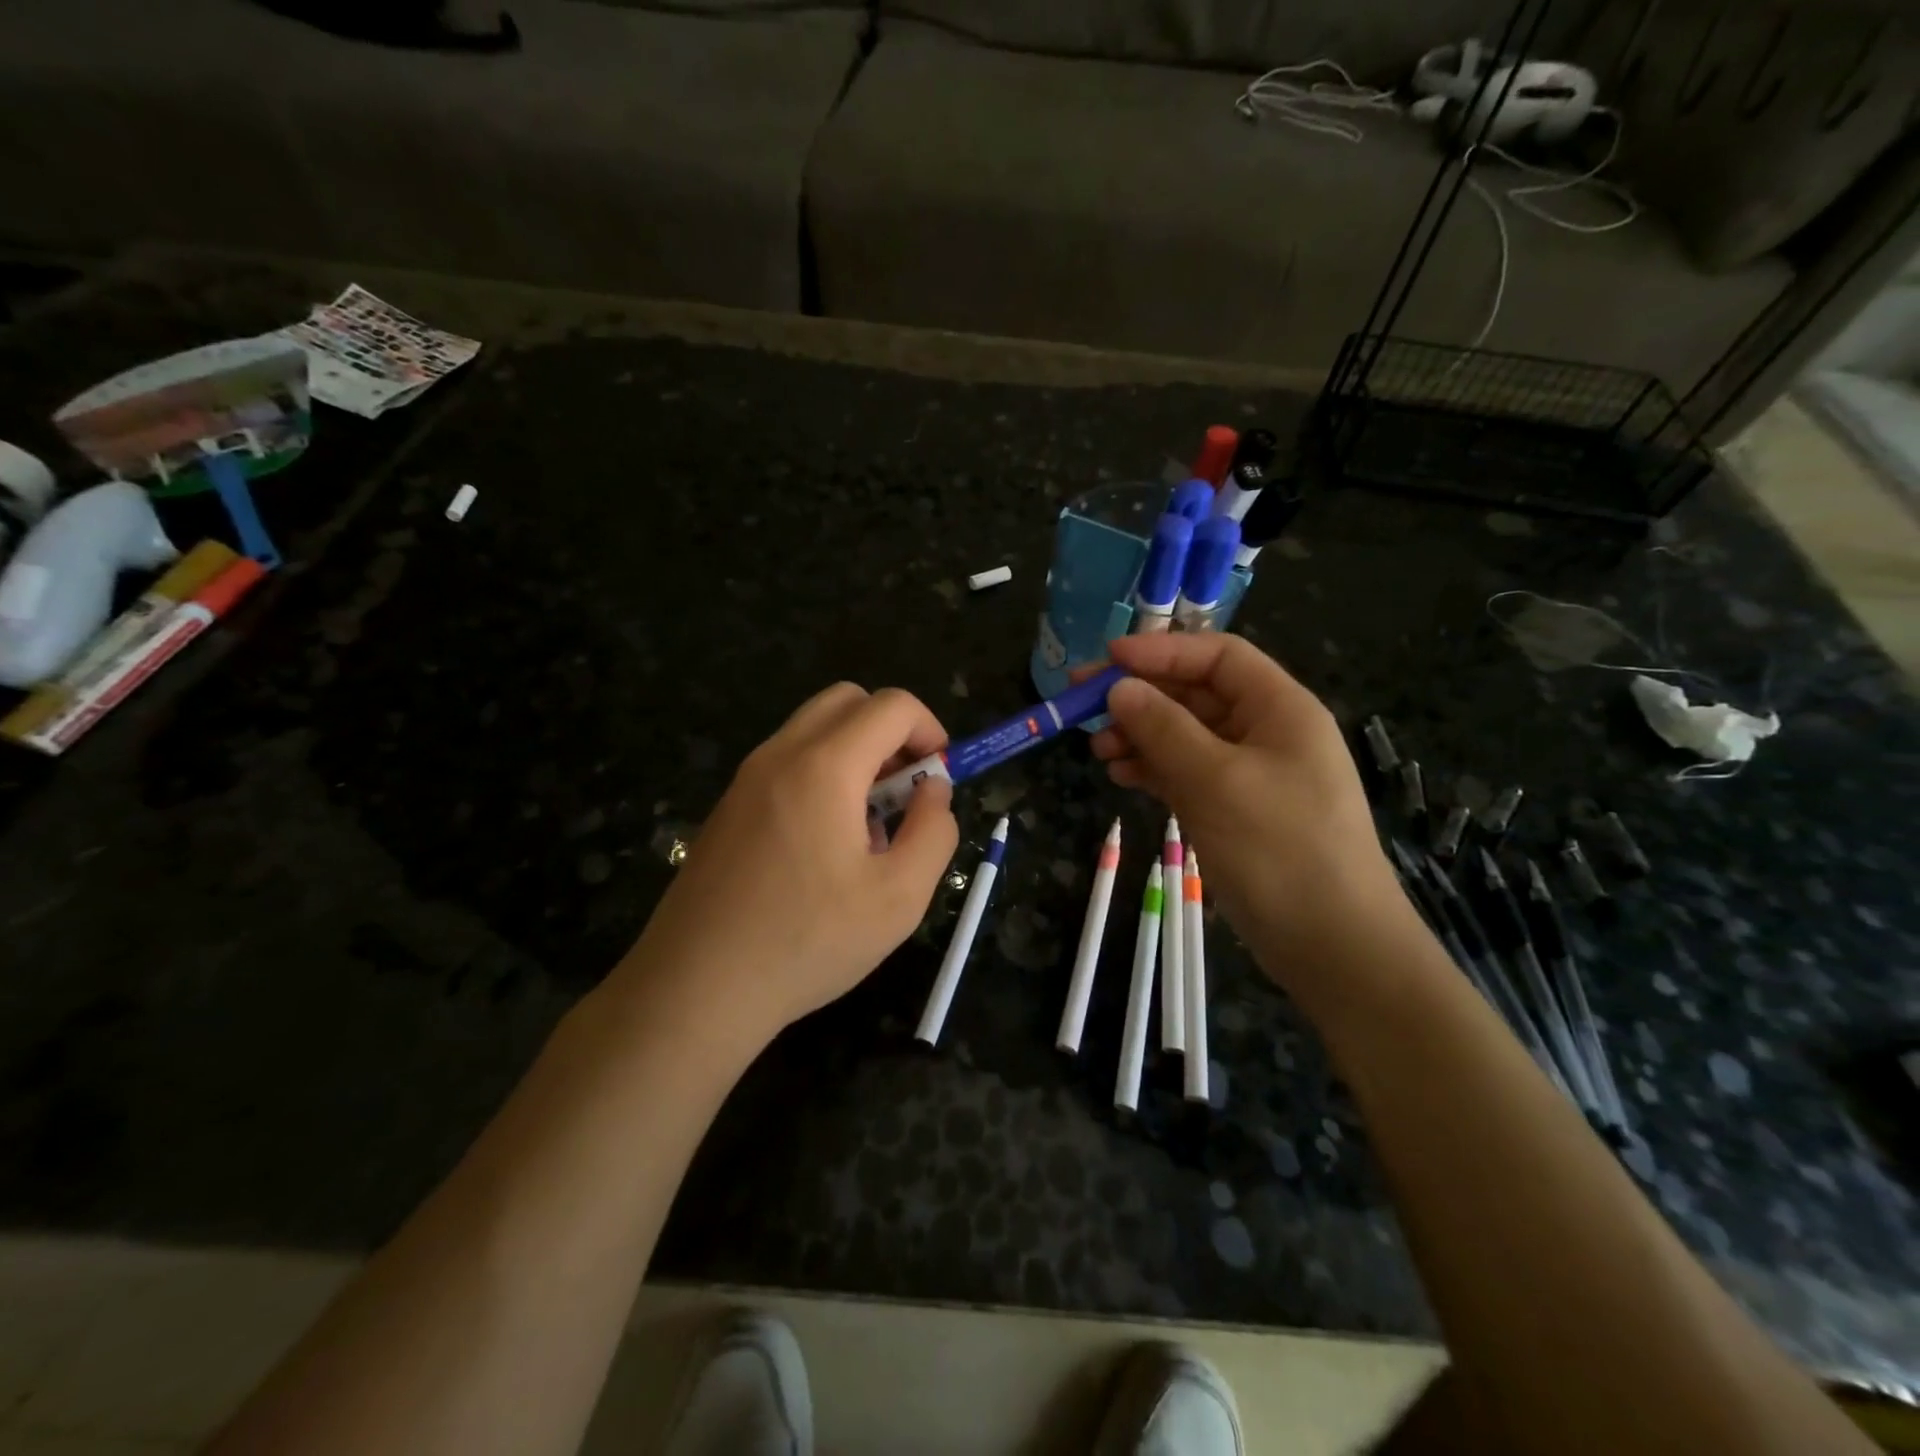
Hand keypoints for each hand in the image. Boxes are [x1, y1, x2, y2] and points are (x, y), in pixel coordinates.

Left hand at [616, 684, 958, 1050]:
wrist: (695, 988)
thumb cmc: (807, 941)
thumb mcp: (900, 897)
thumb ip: (934, 831)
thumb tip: (934, 790)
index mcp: (824, 766)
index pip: (892, 705)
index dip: (930, 730)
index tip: (940, 779)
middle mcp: (780, 755)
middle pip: (848, 701)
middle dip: (891, 732)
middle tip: (906, 791)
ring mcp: (746, 778)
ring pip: (815, 730)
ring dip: (857, 755)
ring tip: (868, 829)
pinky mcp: (728, 807)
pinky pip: (787, 764)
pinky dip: (822, 776)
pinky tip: (824, 848)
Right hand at [1090, 634, 1410, 1000]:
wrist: (1332, 944)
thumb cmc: (1280, 848)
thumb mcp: (1216, 780)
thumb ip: (1164, 729)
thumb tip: (1120, 689)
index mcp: (1280, 708)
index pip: (1217, 657)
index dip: (1161, 651)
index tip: (1107, 661)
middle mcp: (1266, 732)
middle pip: (1196, 695)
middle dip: (1141, 696)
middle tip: (1082, 703)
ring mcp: (1250, 774)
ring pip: (1186, 736)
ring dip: (1141, 735)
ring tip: (1098, 750)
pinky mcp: (1236, 810)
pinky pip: (1188, 773)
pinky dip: (1154, 770)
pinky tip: (1122, 776)